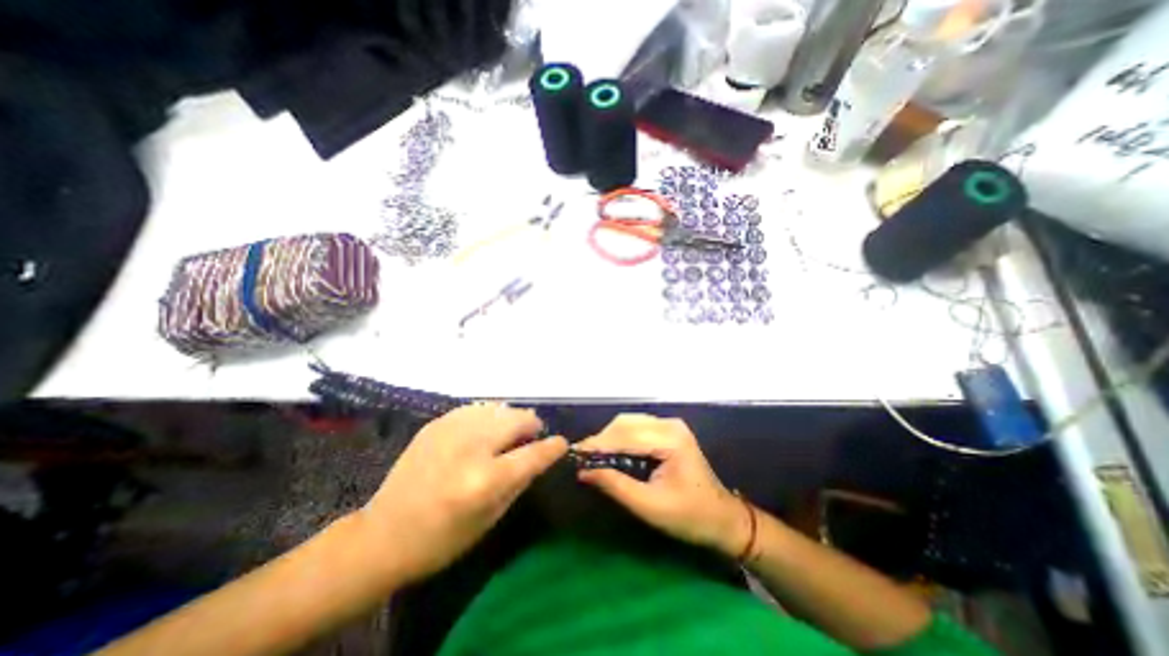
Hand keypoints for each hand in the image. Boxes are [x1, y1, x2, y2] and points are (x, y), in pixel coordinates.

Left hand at [364, 404, 569, 584]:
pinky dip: (488, 416)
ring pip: (499, 408)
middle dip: (531, 426)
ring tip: (507, 434)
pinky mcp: (436, 423)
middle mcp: (471, 447)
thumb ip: (520, 480)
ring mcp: (451, 430)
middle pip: (518, 418)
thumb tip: (540, 454)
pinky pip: (476, 409)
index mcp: (486, 479)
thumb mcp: (491, 518)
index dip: (553, 446)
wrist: (382, 535)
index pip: (533, 453)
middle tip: (529, 439)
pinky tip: (484, 430)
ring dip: (510, 419)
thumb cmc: (442, 539)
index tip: (561, 443)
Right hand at [573, 414, 748, 559]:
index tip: (575, 453)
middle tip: (583, 457)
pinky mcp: (669, 431)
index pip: (626, 435)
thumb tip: (584, 472)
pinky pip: (638, 427)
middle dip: (602, 439)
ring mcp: (671, 426)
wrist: (723, 518)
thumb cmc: (690, 517)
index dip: (598, 443)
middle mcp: (670, 425)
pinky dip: (621, 437)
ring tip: (593, 455)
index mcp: (670, 440)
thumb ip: (616, 486)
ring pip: (630, 422)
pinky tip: (611, 450)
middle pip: (626, 423)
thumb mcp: (649, 507)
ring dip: (610, 436)